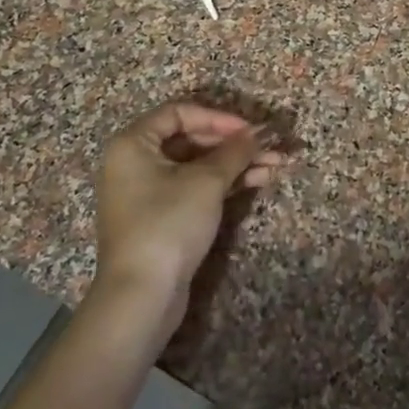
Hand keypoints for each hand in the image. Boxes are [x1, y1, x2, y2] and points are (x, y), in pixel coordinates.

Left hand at [91, 102, 282, 337]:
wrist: (142, 295)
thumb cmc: (169, 224)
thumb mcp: (207, 182)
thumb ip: (235, 151)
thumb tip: (259, 133)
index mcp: (133, 143)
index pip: (179, 112)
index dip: (217, 117)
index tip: (249, 129)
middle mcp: (134, 162)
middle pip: (190, 139)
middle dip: (233, 143)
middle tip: (269, 148)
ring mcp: (146, 191)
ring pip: (196, 165)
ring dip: (235, 163)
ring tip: (274, 165)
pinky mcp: (160, 216)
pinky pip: (193, 187)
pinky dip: (223, 183)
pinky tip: (257, 181)